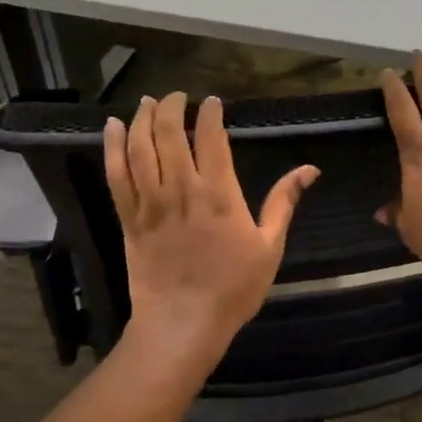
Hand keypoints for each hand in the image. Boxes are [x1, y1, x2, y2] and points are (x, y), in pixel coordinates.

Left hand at [105, 91, 317, 381]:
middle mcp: (182, 190)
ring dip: (141, 119)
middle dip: (172, 107)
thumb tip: (310, 169)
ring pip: (140, 149)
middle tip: (177, 95)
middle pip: (169, 134)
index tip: (212, 101)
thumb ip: (284, 202)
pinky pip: (116, 176)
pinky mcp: (129, 219)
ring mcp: (151, 204)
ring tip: (147, 102)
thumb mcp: (269, 246)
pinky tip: (112, 128)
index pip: (211, 138)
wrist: (183, 325)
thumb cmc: (233, 288)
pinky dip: (112, 148)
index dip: (210, 113)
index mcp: (220, 194)